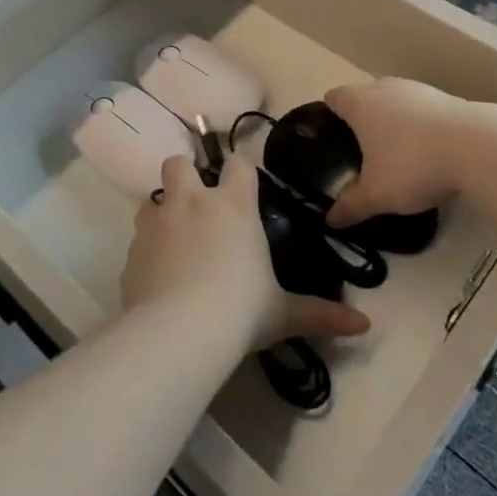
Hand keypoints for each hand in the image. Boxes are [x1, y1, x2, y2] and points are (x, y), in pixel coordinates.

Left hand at [121, 154, 369, 349]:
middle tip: (197, 203)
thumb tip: (364, 327)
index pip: (238, 164)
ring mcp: (157, 223)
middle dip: (185, 174)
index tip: (241, 183)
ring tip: (174, 239)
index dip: (240, 170)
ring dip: (162, 211)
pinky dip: (147, 249)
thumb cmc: (241, 311)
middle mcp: (191, 203)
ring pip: (152, 198)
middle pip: (179, 163)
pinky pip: (138, 240)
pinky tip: (157, 275)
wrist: (180, 332)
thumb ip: (320, 314)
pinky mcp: (132, 251)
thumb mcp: (283, 313)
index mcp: (232, 206)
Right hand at [323, 79, 469, 228]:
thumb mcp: (377, 195)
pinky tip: (429, 151)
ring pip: (396, 100)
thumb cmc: (413, 165)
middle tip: (362, 150)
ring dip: (394, 120)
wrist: (477, 147)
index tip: (330, 135)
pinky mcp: (448, 98)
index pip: (334, 97)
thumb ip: (351, 206)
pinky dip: (421, 125)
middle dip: (362, 118)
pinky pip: (423, 109)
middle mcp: (386, 88)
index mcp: (360, 104)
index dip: (329, 114)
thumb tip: (330, 220)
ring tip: (397, 151)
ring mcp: (419, 90)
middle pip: (365, 95)